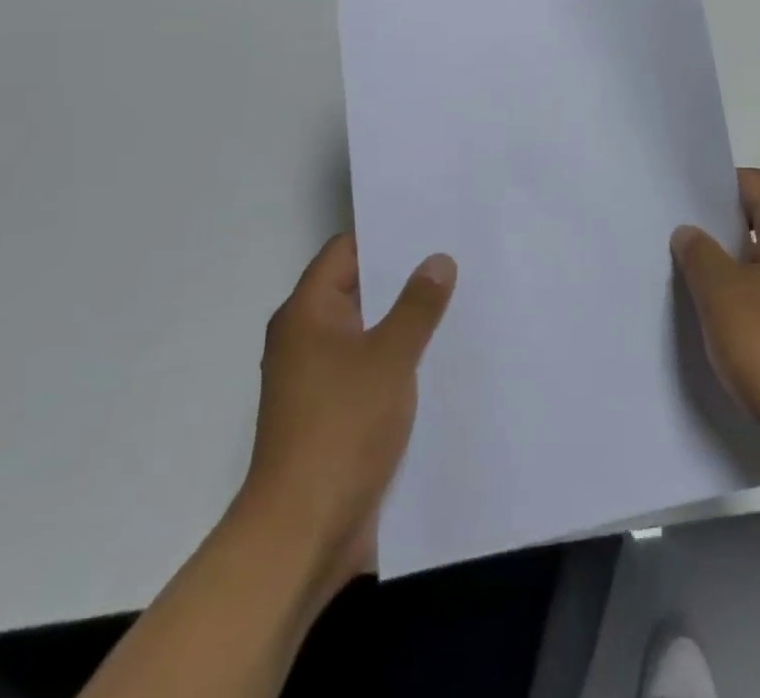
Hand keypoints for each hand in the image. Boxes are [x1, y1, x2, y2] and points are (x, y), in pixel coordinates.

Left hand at [235, 234, 455, 593]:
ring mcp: (317, 380)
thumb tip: (438, 260)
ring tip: (458, 302)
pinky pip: (369, 370)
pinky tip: (440, 359)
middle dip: (404, 278)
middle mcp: (306, 339)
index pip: (345, 251)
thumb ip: (417, 305)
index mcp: (307, 314)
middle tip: (456, 259)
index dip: (386, 235)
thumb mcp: (390, 357)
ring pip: (368, 333)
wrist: (301, 534)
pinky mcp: (331, 415)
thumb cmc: (341, 428)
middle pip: (359, 290)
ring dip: (405, 323)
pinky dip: (399, 360)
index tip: (431, 226)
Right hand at [671, 169, 759, 477]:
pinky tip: (729, 318)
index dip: (712, 190)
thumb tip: (690, 231)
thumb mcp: (722, 297)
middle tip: (681, 244)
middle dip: (722, 225)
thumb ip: (700, 254)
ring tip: (696, 280)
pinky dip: (757, 290)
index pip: (751, 181)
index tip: (678, 210)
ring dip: (737, 260)